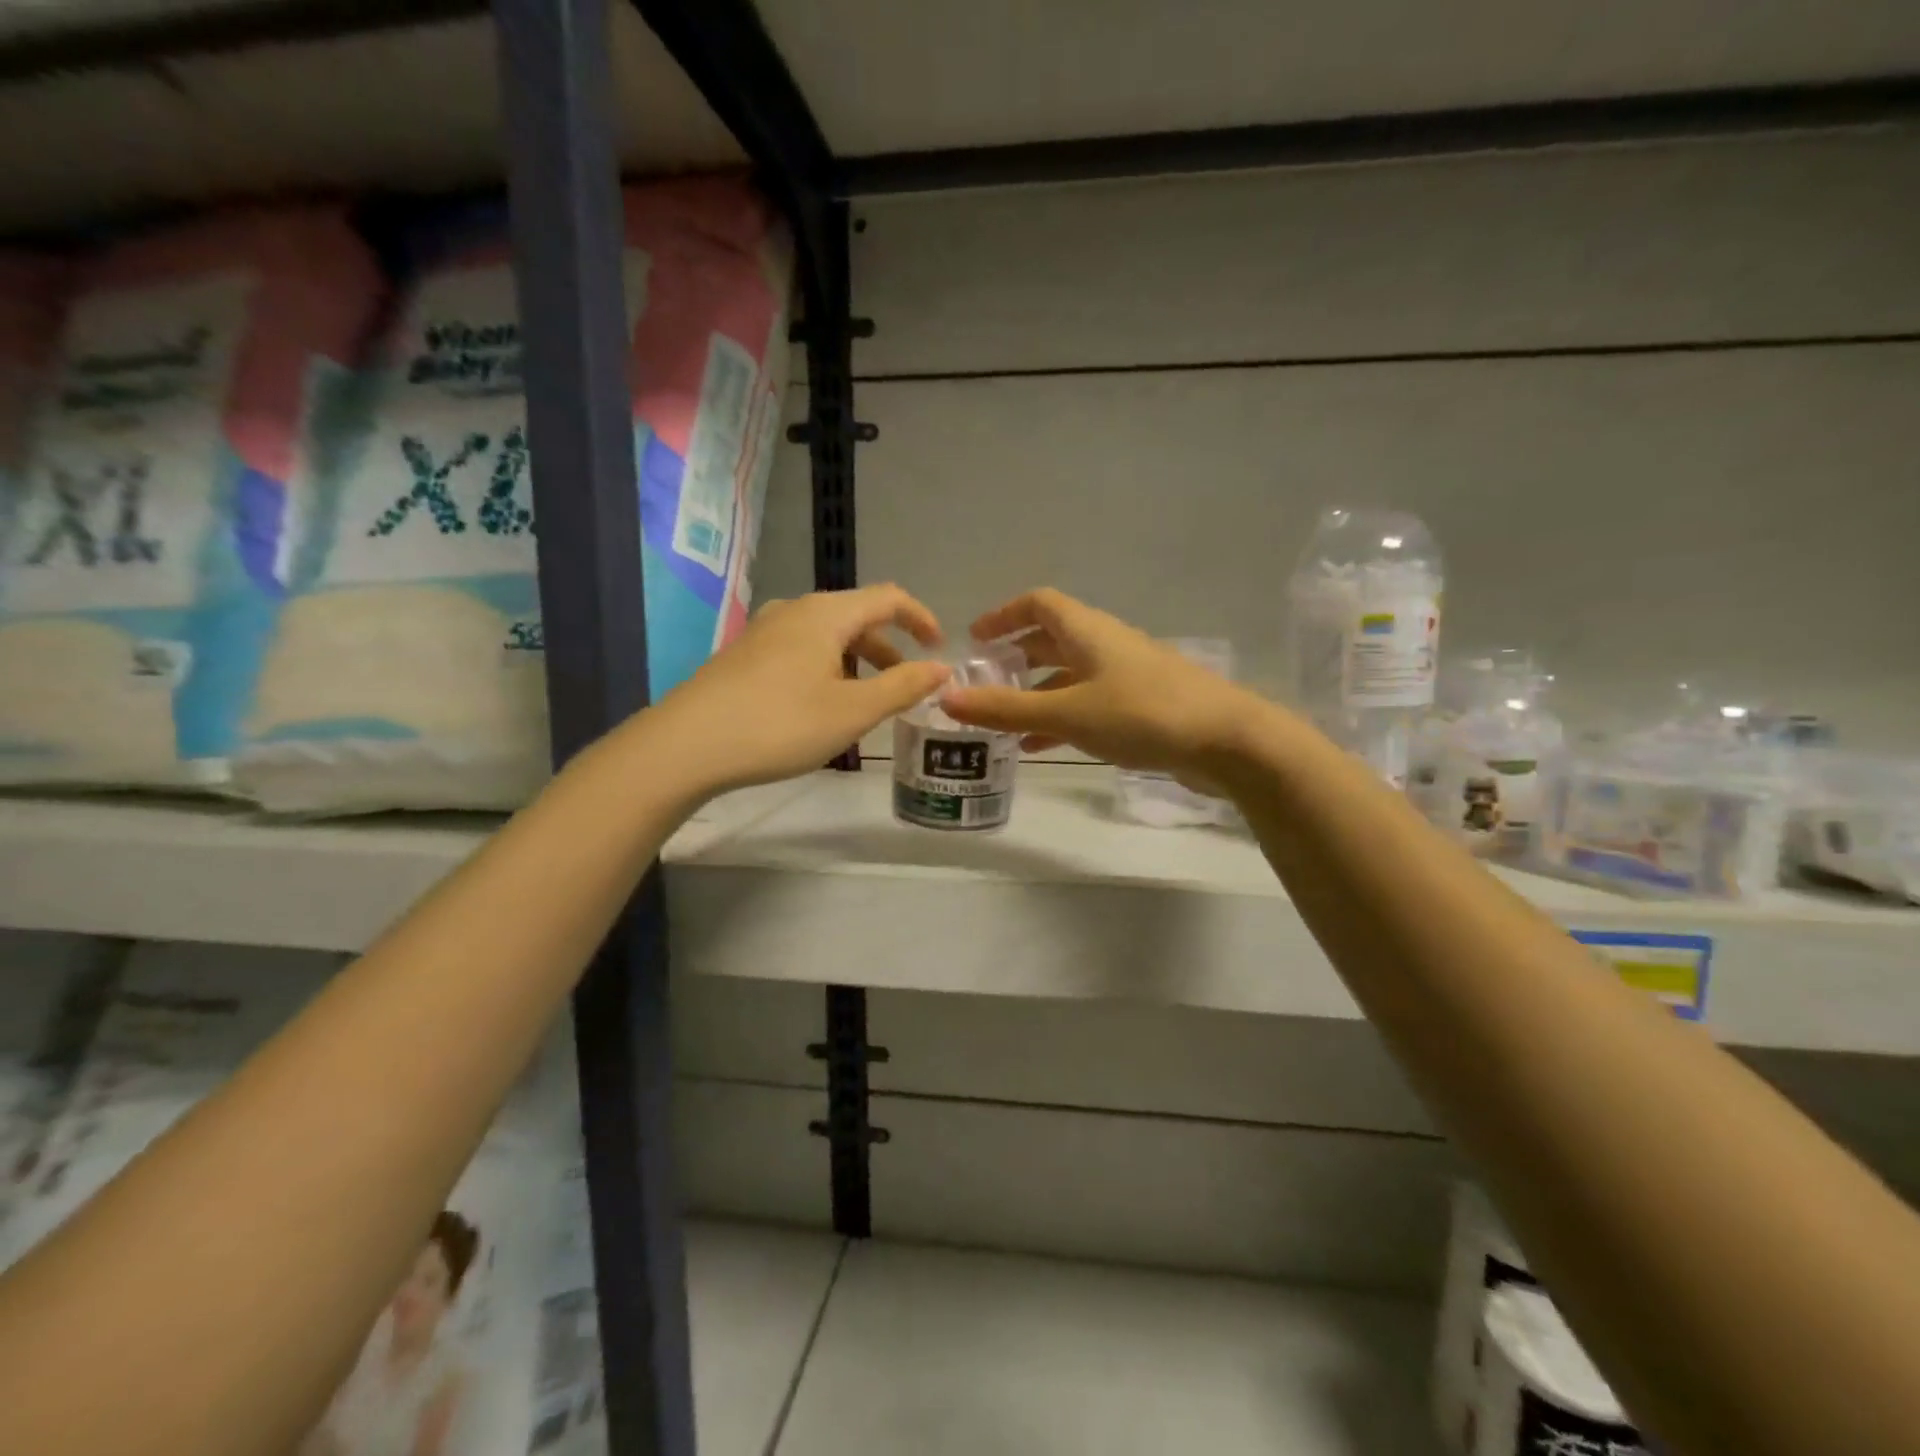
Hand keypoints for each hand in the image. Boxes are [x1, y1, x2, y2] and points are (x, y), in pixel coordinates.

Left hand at [643, 585, 949, 796]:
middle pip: (856, 617)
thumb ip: (903, 686)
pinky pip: (800, 650)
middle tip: (906, 685)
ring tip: (866, 701)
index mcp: (826, 614)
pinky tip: (820, 705)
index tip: (939, 650)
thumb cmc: (781, 724)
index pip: (889, 598)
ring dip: (857, 661)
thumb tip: (942, 668)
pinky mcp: (744, 655)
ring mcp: (764, 632)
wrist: (687, 745)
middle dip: (888, 648)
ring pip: (826, 636)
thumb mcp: (853, 711)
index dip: (921, 619)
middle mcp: (795, 611)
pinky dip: (827, 668)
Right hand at [939, 589, 1260, 787]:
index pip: (1039, 604)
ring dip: (1036, 694)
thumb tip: (946, 698)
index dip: (1004, 614)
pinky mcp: (1143, 705)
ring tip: (1003, 723)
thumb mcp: (1068, 712)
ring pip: (1070, 676)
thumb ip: (1006, 709)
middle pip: (1053, 639)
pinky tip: (1042, 746)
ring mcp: (1128, 675)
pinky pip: (1089, 703)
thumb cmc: (1142, 714)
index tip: (974, 638)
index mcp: (1088, 631)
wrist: (1228, 741)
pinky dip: (1061, 717)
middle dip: (1016, 657)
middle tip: (984, 681)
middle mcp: (1107, 645)